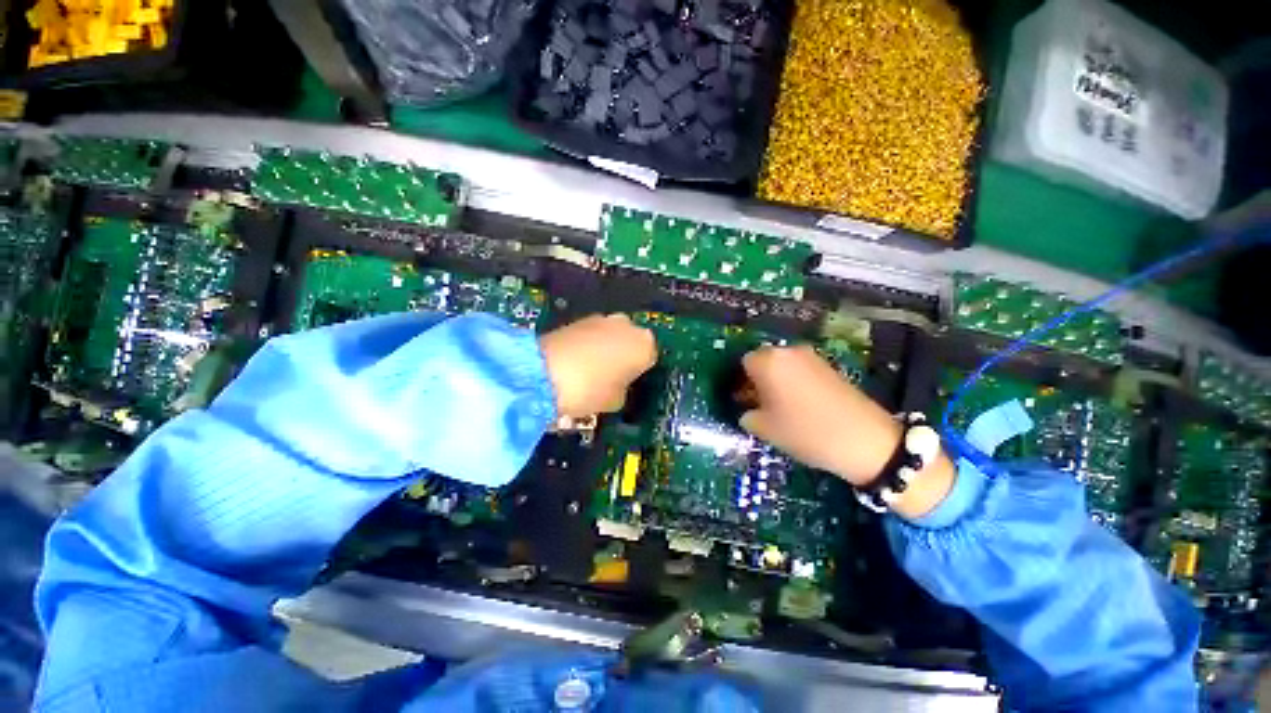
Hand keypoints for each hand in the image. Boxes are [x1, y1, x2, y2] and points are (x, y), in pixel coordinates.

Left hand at [539, 314, 656, 418]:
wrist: (543, 373)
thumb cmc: (590, 391)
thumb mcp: (616, 401)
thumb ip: (624, 389)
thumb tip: (617, 384)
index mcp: (644, 345)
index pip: (650, 358)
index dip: (639, 372)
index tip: (629, 383)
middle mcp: (627, 325)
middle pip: (631, 342)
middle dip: (624, 355)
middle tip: (611, 376)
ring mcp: (601, 318)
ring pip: (612, 335)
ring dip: (606, 348)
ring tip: (590, 369)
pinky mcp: (578, 318)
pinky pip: (592, 333)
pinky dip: (589, 344)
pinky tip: (576, 360)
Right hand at [738, 345, 954, 518]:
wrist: (864, 439)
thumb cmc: (804, 432)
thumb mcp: (765, 429)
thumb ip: (746, 415)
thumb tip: (746, 410)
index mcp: (767, 361)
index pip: (743, 363)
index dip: (741, 383)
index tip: (744, 402)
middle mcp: (787, 351)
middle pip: (763, 360)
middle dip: (758, 379)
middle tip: (760, 404)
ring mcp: (811, 356)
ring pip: (782, 364)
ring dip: (776, 380)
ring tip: (781, 406)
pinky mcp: (829, 365)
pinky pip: (800, 369)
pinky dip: (795, 381)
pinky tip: (801, 404)